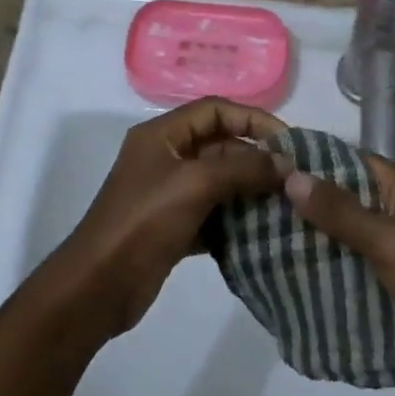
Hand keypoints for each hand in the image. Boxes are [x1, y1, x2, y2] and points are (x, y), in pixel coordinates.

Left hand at [48, 97, 287, 339]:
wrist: (99, 284)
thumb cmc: (143, 222)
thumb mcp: (194, 184)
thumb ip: (243, 168)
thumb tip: (287, 164)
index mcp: (161, 136)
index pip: (214, 111)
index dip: (253, 120)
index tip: (289, 143)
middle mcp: (164, 159)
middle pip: (219, 146)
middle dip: (256, 159)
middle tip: (294, 180)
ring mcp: (168, 195)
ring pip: (219, 182)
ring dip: (251, 192)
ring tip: (287, 206)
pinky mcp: (173, 228)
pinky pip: (213, 214)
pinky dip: (236, 221)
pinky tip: (263, 234)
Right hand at [284, 156, 394, 389]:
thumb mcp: (389, 242)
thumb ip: (340, 212)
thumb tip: (291, 175)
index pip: (345, 160)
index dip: (306, 162)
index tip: (261, 169)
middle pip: (343, 199)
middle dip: (303, 207)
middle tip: (251, 214)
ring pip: (348, 236)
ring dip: (315, 242)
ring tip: (263, 246)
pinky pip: (359, 267)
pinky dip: (334, 271)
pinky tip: (298, 280)